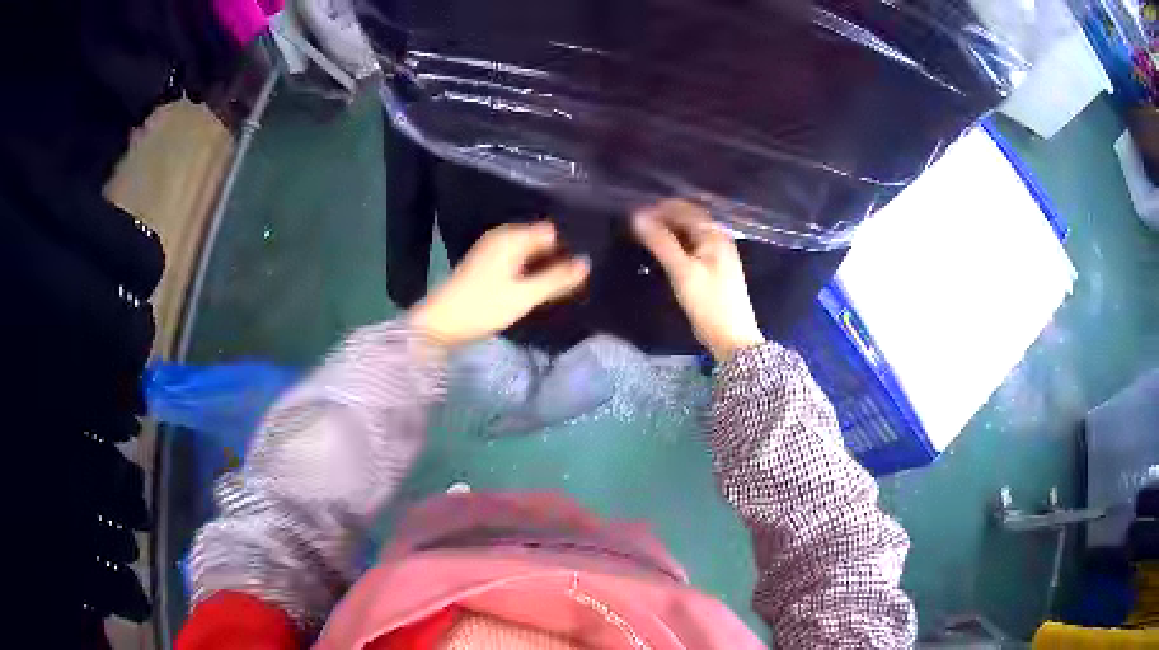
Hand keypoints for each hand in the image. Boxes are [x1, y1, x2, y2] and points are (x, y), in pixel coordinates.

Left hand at [409, 222, 589, 347]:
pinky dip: (531, 271)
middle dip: (560, 255)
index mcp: (511, 237)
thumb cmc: (482, 307)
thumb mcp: (524, 295)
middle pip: (541, 240)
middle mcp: (502, 237)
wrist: (440, 324)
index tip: (589, 259)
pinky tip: (543, 286)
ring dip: (547, 265)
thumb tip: (587, 263)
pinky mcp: (487, 266)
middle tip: (584, 275)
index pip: (551, 230)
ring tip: (569, 282)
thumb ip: (557, 279)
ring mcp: (492, 251)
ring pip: (530, 253)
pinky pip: (519, 261)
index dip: (570, 243)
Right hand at [633, 199, 764, 361]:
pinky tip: (661, 254)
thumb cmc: (709, 303)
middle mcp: (718, 238)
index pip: (684, 209)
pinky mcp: (713, 269)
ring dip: (667, 232)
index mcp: (714, 234)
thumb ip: (661, 242)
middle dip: (662, 219)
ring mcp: (717, 254)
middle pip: (687, 219)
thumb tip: (638, 216)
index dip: (659, 208)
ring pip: (688, 234)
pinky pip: (691, 248)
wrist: (732, 338)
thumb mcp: (682, 271)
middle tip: (635, 227)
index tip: (633, 216)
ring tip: (643, 239)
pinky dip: (675, 246)